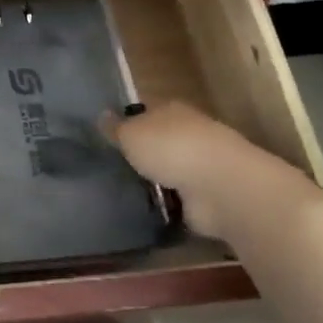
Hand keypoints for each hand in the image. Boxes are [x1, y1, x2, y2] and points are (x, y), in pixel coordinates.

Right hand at [99, 101, 317, 239]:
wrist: (220, 187)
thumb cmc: (171, 148)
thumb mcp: (130, 133)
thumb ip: (115, 127)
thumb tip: (101, 116)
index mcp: (171, 111)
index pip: (146, 112)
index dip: (127, 122)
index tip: (106, 137)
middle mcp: (189, 134)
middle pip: (158, 141)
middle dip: (141, 153)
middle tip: (111, 167)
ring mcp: (200, 167)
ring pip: (168, 171)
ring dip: (153, 181)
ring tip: (122, 191)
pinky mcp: (206, 198)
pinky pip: (178, 199)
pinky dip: (166, 204)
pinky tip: (143, 210)